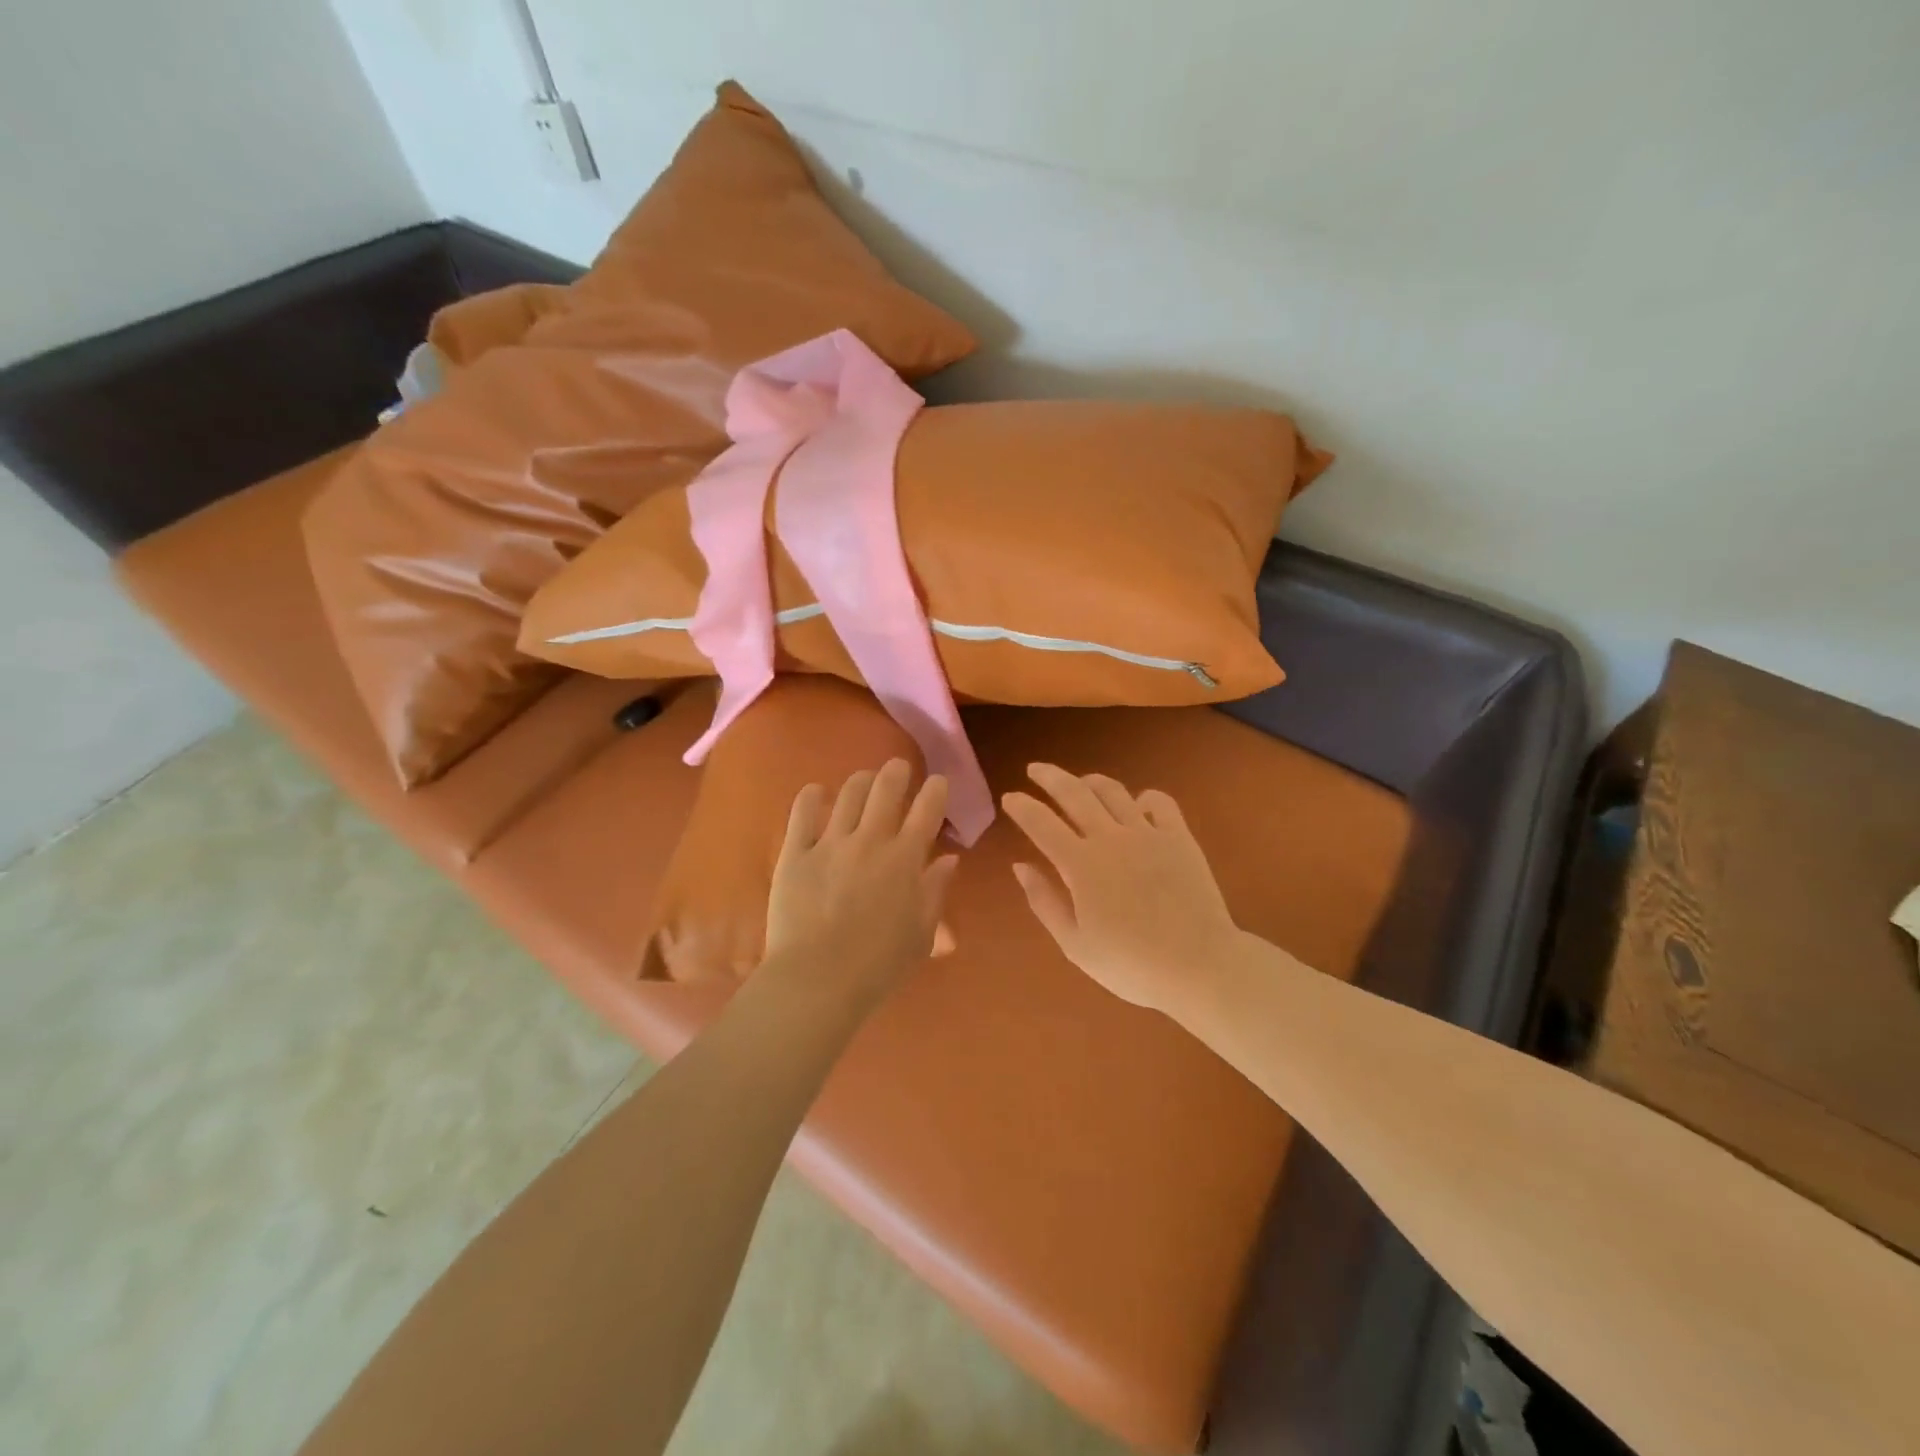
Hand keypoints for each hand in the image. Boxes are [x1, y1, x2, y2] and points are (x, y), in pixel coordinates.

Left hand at [764, 759, 959, 1007]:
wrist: (818, 979)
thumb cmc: (879, 965)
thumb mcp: (922, 934)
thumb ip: (936, 891)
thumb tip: (949, 859)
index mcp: (906, 859)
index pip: (927, 810)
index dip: (936, 790)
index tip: (938, 782)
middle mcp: (871, 840)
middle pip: (886, 788)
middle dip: (896, 772)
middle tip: (898, 769)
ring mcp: (830, 843)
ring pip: (848, 793)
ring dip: (860, 781)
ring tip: (863, 780)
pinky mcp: (796, 853)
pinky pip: (802, 813)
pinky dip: (811, 796)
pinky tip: (816, 792)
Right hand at [1003, 764, 1241, 1013]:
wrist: (1198, 965)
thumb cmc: (1130, 964)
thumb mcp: (1075, 944)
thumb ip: (1044, 901)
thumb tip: (1020, 866)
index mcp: (1080, 864)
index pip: (1041, 823)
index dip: (1022, 807)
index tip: (1009, 797)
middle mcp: (1110, 838)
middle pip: (1074, 793)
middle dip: (1050, 777)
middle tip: (1035, 769)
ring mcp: (1148, 833)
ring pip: (1113, 791)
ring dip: (1091, 781)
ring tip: (1081, 782)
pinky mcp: (1179, 837)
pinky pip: (1159, 802)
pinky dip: (1143, 797)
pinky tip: (1137, 805)